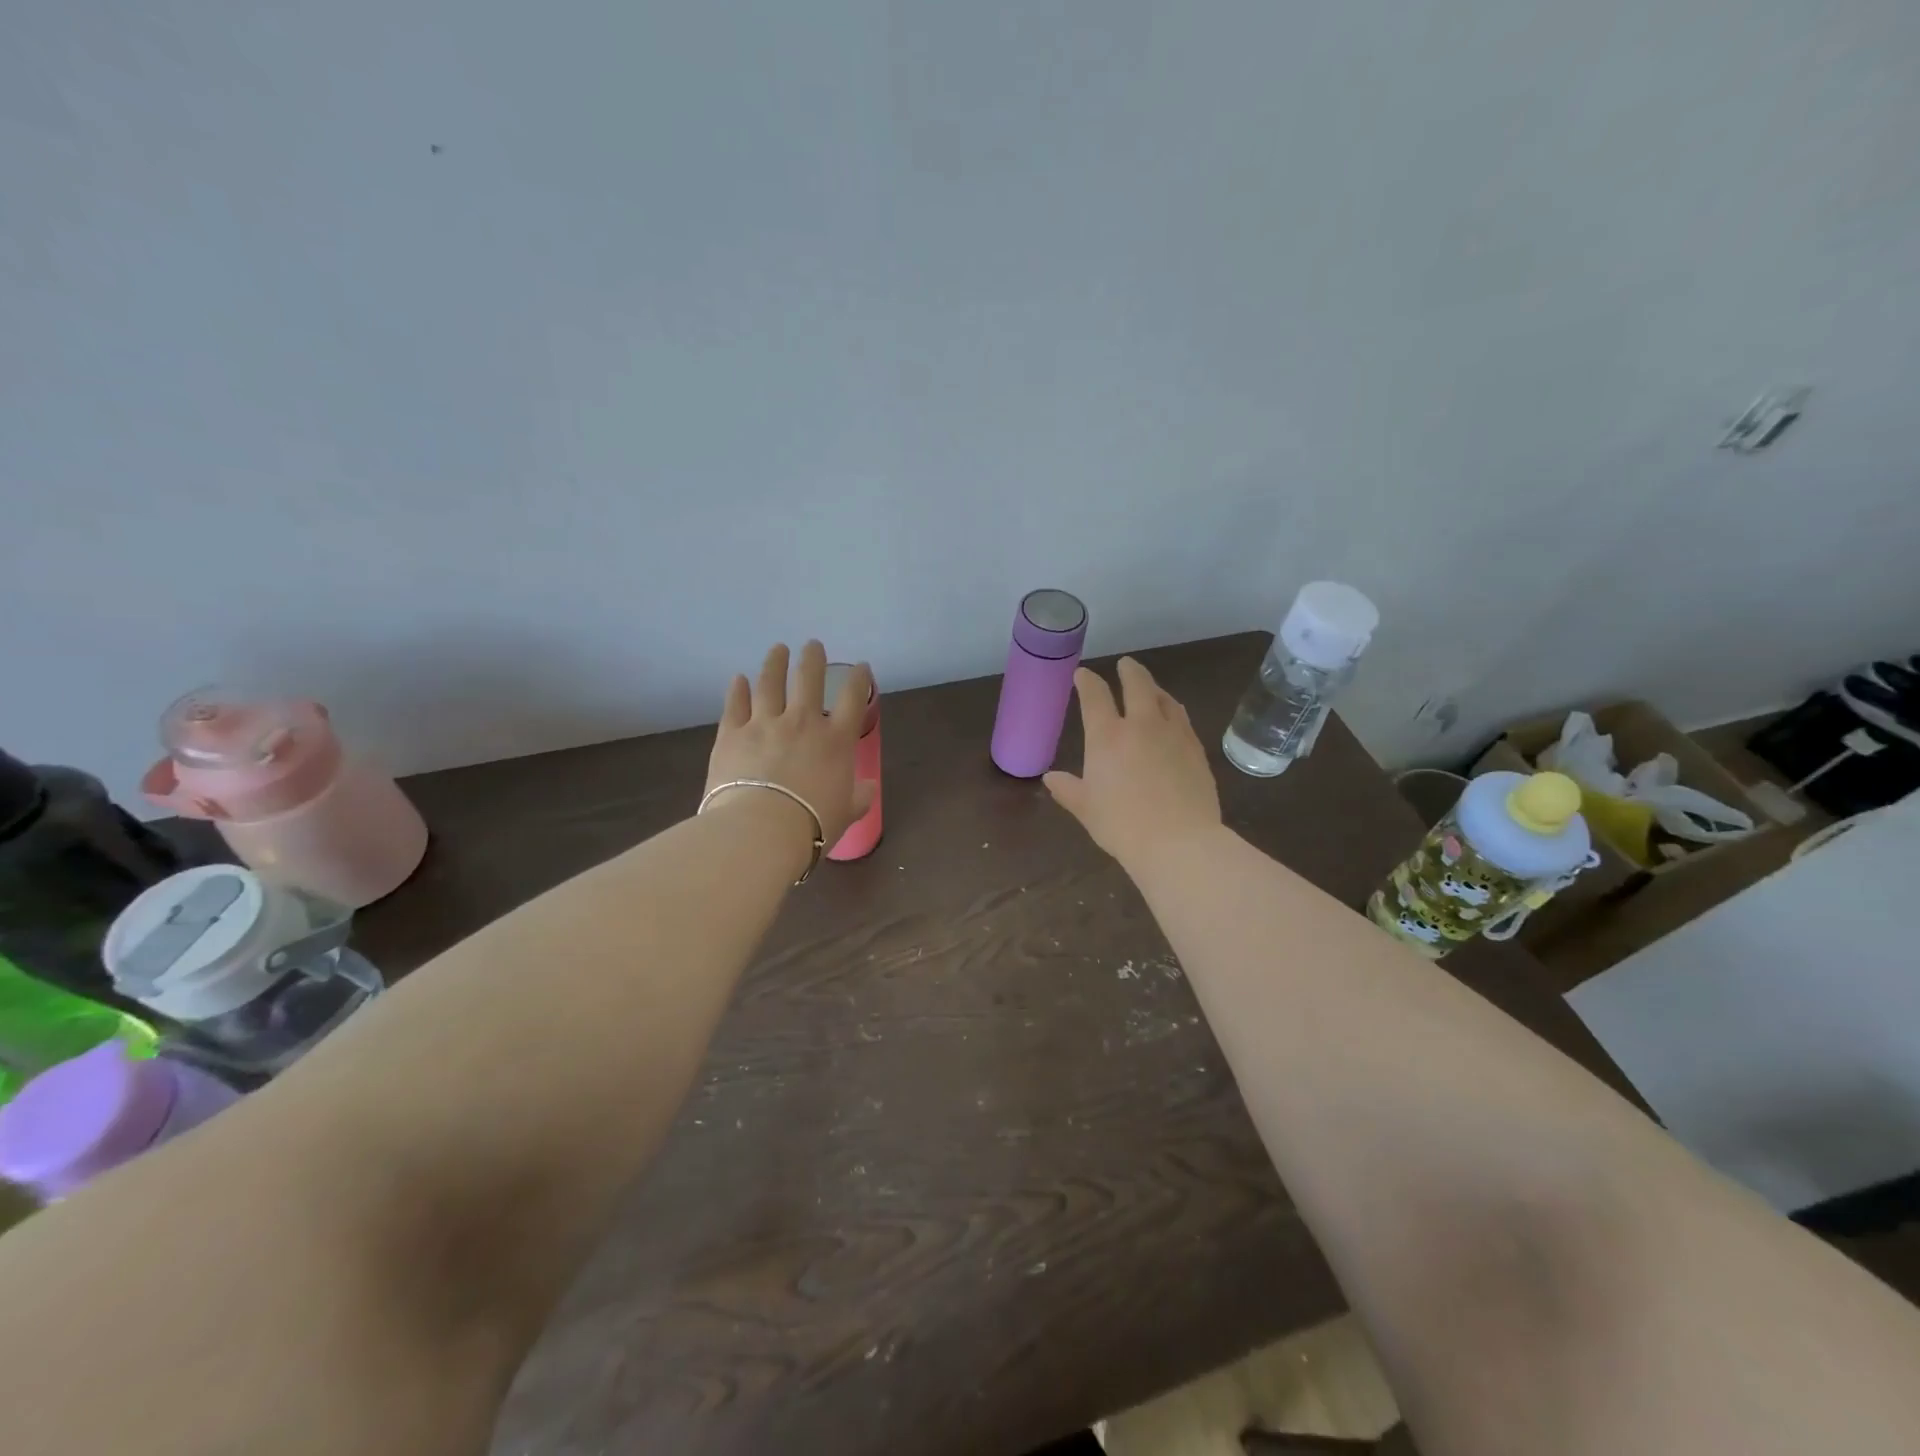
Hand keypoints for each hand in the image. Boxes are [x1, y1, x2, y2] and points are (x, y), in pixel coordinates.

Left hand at [705, 641, 874, 851]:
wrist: (761, 830)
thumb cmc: (812, 824)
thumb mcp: (847, 813)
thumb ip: (858, 797)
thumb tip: (868, 788)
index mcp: (836, 740)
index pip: (853, 698)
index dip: (859, 679)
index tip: (860, 667)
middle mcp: (802, 722)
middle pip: (809, 679)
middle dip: (813, 659)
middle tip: (812, 646)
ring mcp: (764, 724)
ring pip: (770, 683)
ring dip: (775, 663)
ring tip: (778, 649)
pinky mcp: (732, 734)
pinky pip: (735, 705)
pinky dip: (737, 690)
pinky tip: (738, 679)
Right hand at [1044, 657, 1221, 870]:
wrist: (1179, 842)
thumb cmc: (1122, 825)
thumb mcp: (1086, 809)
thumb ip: (1068, 789)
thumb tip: (1051, 778)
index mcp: (1107, 736)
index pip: (1095, 696)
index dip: (1087, 681)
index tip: (1083, 674)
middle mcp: (1141, 725)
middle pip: (1137, 684)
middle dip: (1129, 671)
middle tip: (1125, 665)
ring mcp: (1174, 734)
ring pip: (1164, 699)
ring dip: (1154, 688)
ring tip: (1151, 689)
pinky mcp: (1196, 749)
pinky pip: (1183, 720)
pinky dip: (1173, 711)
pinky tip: (1173, 719)